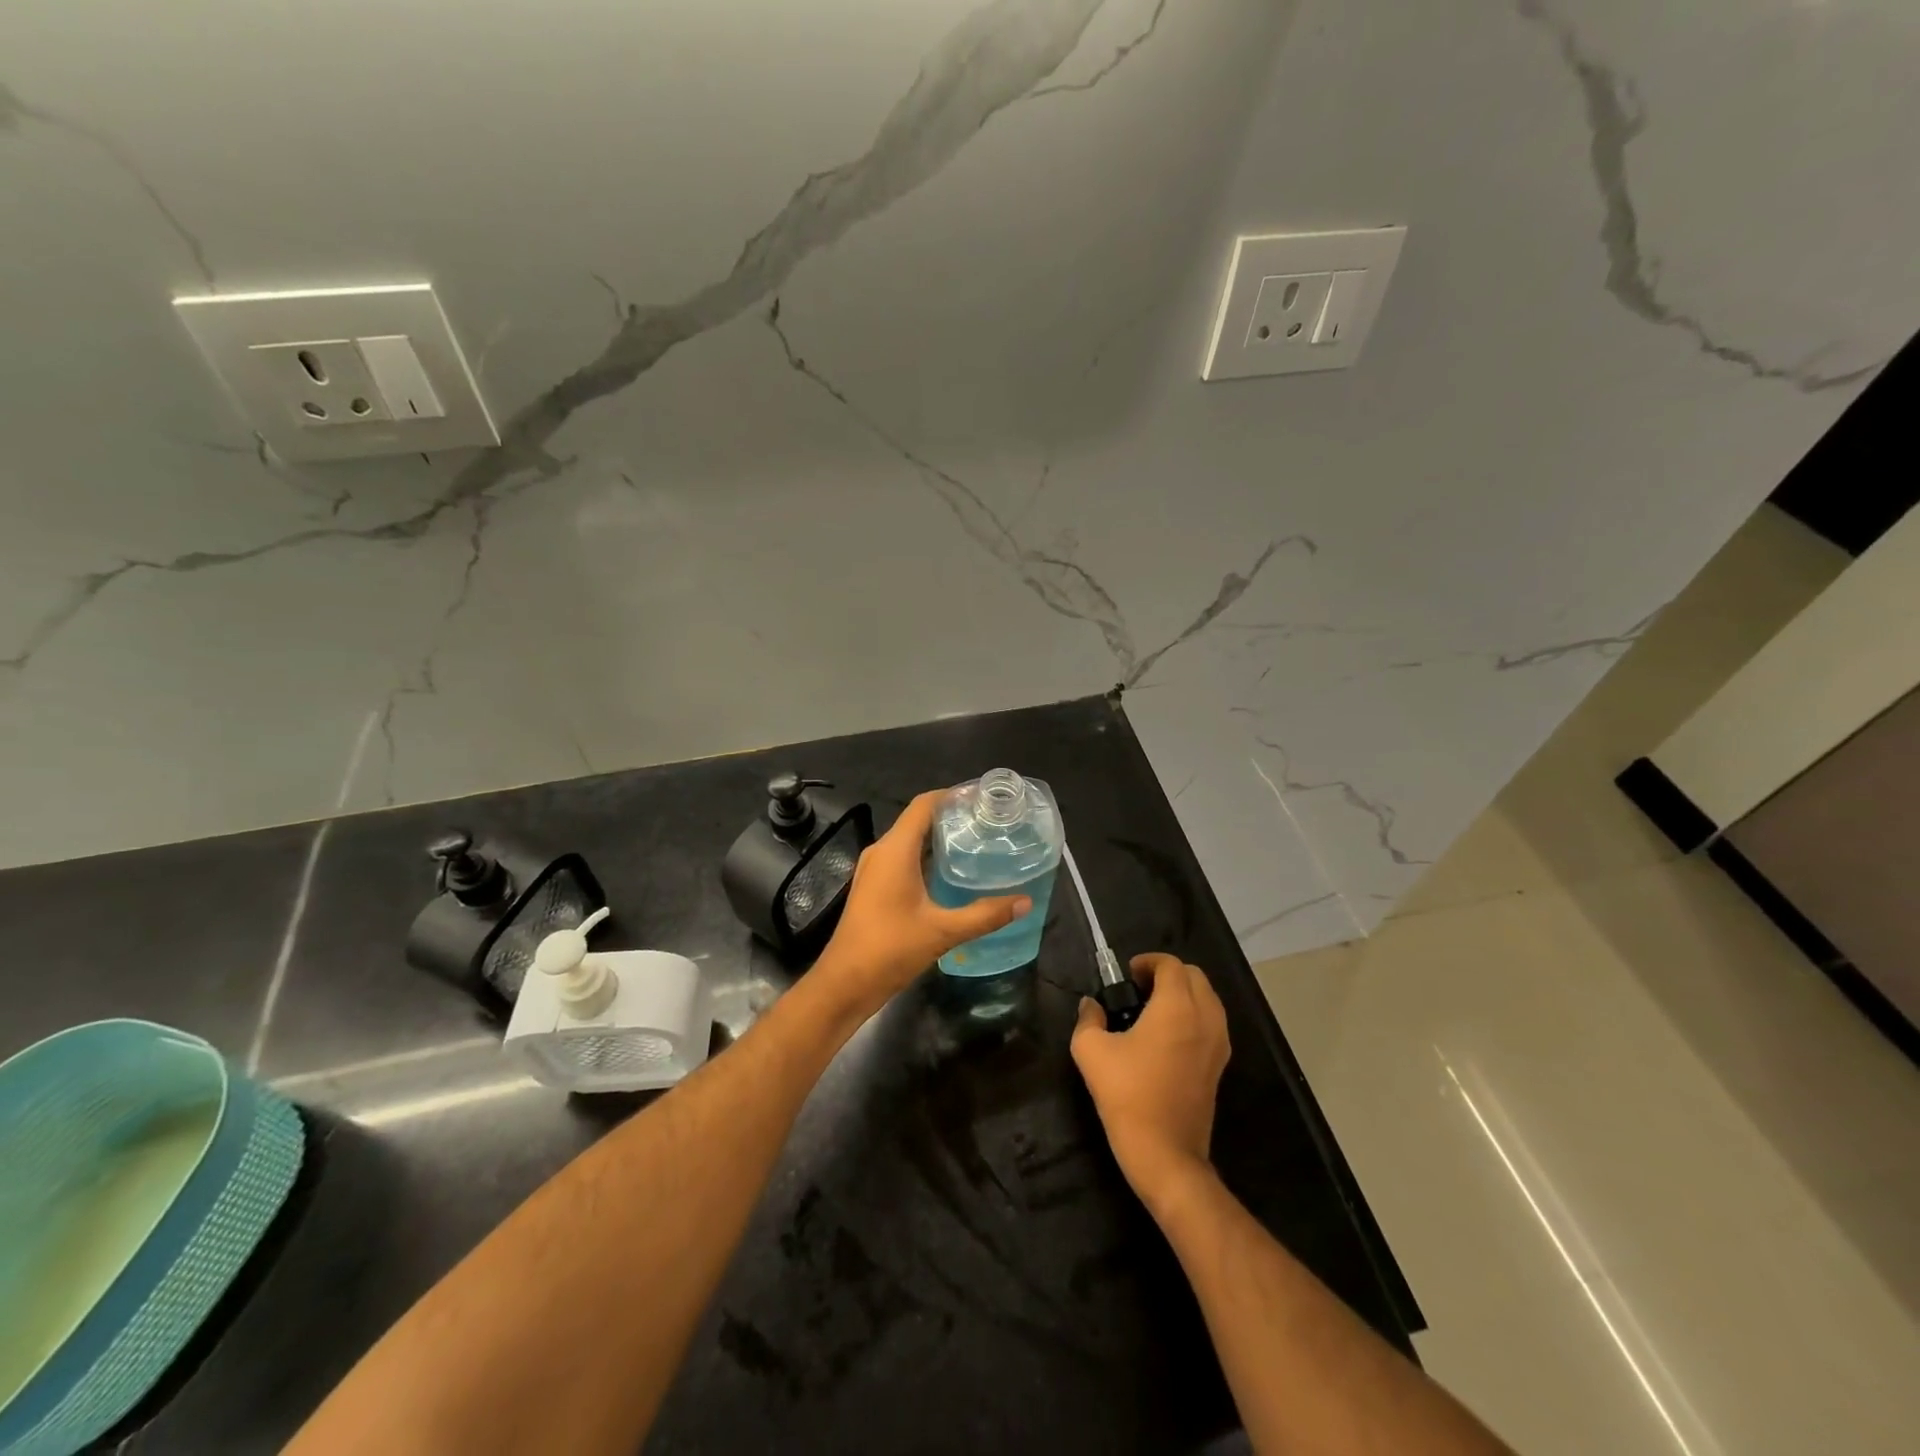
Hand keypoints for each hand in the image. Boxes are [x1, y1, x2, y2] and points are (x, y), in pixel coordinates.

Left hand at [811, 789, 1032, 1019]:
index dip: (951, 795)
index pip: (924, 805)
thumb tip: (1025, 902)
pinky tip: (950, 874)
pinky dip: (926, 857)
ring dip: (938, 839)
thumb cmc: (890, 949)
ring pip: (909, 841)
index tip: (982, 797)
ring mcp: (874, 871)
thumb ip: (985, 915)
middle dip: (950, 817)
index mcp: (894, 850)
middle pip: (917, 820)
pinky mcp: (873, 888)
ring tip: (975, 843)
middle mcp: (881, 852)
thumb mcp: (943, 932)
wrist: (844, 984)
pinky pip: (902, 859)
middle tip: (987, 822)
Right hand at [1071, 953, 1229, 1203]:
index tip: (1126, 975)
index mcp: (1177, 1007)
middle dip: (1167, 973)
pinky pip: (1212, 1022)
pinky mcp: (1220, 1065)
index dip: (1148, 962)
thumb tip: (1090, 1005)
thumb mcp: (1091, 1051)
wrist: (1165, 1152)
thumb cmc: (1127, 1095)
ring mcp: (1218, 1043)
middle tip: (1138, 988)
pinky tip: (1167, 1035)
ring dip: (1184, 993)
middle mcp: (1205, 1017)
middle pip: (1194, 976)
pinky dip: (1194, 1015)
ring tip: (1153, 1009)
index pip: (1171, 965)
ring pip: (1208, 998)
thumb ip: (1088, 1018)